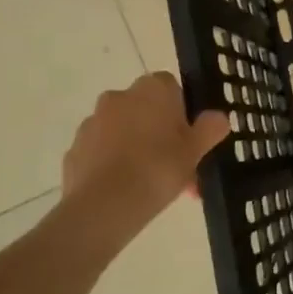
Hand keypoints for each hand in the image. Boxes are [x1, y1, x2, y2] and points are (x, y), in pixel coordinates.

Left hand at [58, 73, 229, 244]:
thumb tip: (218, 117)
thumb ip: (211, 128)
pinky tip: (127, 193)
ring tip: (153, 187)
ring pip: (124, 132)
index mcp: (152, 89)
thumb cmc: (158, 168)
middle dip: (160, 134)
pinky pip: (102, 153)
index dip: (182, 112)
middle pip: (146, 110)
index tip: (189, 138)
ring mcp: (92, 123)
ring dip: (137, 149)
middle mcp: (119, 97)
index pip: (172, 87)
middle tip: (176, 167)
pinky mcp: (75, 150)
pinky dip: (114, 165)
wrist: (104, 206)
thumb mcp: (196, 149)